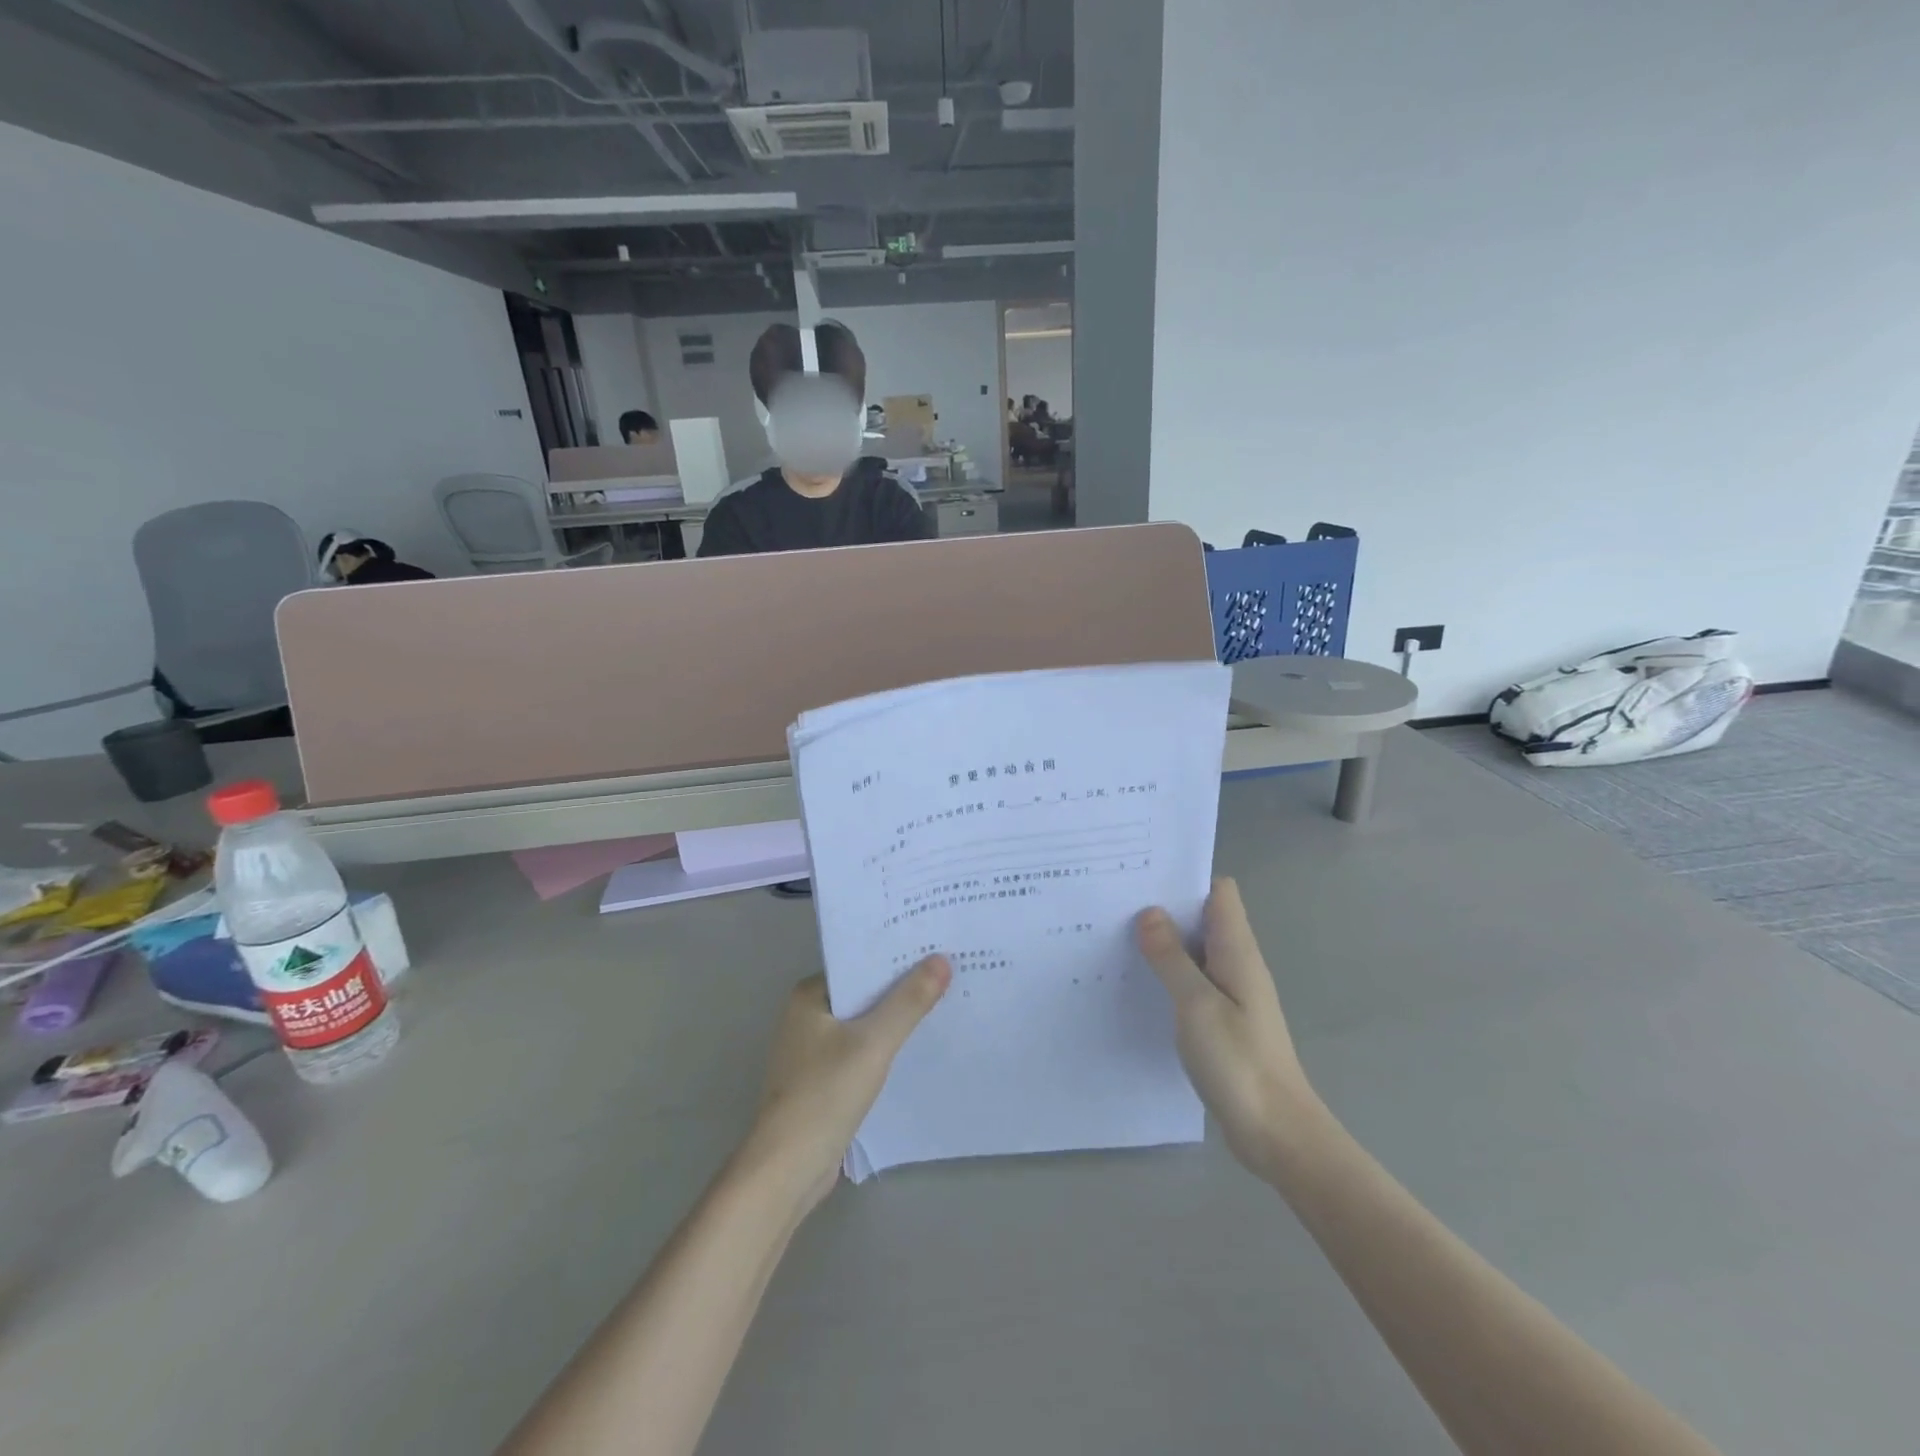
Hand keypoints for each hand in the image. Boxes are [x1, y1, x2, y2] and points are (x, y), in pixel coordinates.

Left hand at [742, 959, 950, 1215]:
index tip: (934, 947)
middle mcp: (806, 1016)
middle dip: (900, 987)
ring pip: (863, 1023)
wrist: (787, 1170)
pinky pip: (860, 1051)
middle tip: (948, 972)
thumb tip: (941, 959)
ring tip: (941, 1003)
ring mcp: (812, 1051)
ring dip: (894, 1019)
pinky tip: (916, 1047)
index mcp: (809, 996)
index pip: (859, 963)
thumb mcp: (874, 1043)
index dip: (896, 956)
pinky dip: (884, 1047)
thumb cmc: (824, 1095)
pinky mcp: (821, 1081)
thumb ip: (908, 1002)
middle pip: (862, 992)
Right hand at [1135, 878, 1318, 1183]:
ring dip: (1163, 944)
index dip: (1186, 879)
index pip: (1219, 893)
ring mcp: (1232, 994)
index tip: (1144, 878)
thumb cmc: (1239, 1062)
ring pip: (1195, 951)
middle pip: (1203, 918)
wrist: (1277, 1132)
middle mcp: (1237, 964)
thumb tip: (1150, 912)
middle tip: (1115, 906)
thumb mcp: (1197, 1005)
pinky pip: (1193, 982)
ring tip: (1115, 938)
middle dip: (1165, 908)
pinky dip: (1169, 976)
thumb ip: (1172, 958)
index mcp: (1237, 952)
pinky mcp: (1223, 1020)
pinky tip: (1138, 984)